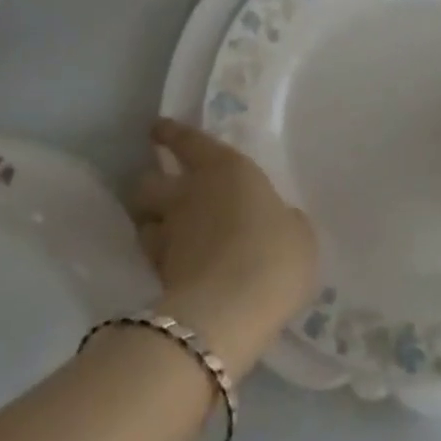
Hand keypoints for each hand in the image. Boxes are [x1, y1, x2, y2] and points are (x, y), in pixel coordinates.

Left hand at [128, 120, 319, 377]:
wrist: (230, 311)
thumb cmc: (273, 255)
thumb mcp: (297, 233)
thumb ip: (281, 220)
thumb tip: (274, 222)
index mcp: (225, 169)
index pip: (188, 141)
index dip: (171, 133)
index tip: (158, 128)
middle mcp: (188, 194)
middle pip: (150, 181)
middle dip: (151, 184)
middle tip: (160, 192)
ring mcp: (169, 235)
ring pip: (143, 222)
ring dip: (149, 223)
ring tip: (162, 232)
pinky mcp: (158, 276)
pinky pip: (154, 259)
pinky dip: (161, 261)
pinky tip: (176, 269)